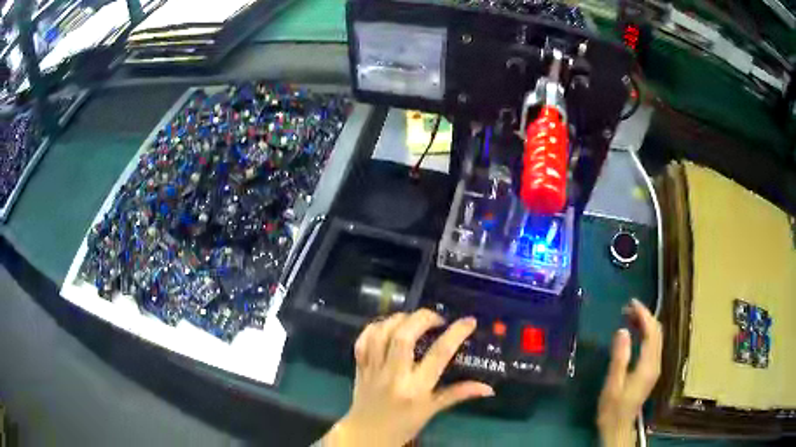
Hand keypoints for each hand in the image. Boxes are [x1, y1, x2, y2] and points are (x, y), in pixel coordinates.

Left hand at [322, 309, 493, 446]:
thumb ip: (458, 394)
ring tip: (413, 319)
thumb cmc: (404, 425)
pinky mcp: (360, 367)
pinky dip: (375, 327)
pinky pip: (363, 340)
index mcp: (416, 389)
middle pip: (403, 337)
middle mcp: (394, 376)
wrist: (367, 435)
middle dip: (422, 319)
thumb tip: (488, 388)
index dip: (456, 333)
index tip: (468, 321)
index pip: (438, 355)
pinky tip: (388, 325)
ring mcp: (373, 370)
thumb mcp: (432, 410)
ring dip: (398, 319)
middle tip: (437, 318)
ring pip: (381, 334)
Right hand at [597, 299, 662, 446]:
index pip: (652, 332)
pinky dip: (645, 334)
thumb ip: (620, 357)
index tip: (631, 303)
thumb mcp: (613, 384)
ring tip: (629, 316)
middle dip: (645, 316)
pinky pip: (652, 345)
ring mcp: (655, 367)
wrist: (618, 426)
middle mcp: (656, 363)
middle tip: (628, 308)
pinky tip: (634, 333)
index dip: (644, 315)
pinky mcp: (651, 371)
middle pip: (657, 332)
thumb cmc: (613, 408)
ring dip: (646, 324)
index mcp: (648, 366)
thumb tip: (622, 330)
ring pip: (656, 338)